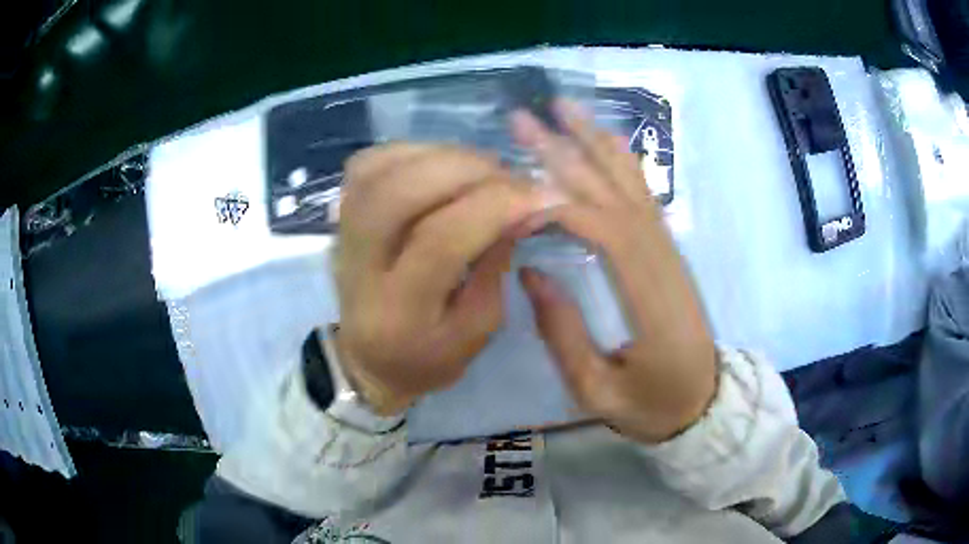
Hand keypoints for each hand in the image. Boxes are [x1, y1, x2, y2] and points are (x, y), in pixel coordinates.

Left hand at [335, 144, 549, 415]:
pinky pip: (371, 162)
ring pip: (382, 168)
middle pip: (400, 192)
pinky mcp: (340, 214)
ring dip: (442, 156)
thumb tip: (522, 207)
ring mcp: (342, 232)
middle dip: (467, 170)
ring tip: (482, 170)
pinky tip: (443, 165)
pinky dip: (413, 152)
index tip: (544, 194)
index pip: (441, 240)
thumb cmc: (428, 357)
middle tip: (510, 178)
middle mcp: (358, 264)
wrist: (368, 359)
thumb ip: (497, 266)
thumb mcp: (478, 330)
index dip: (496, 206)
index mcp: (397, 310)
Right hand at [512, 102, 717, 443]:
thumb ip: (564, 335)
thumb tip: (531, 270)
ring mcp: (669, 252)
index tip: (511, 184)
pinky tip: (605, 140)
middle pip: (614, 194)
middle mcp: (663, 262)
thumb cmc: (651, 406)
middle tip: (523, 119)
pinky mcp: (668, 252)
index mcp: (650, 300)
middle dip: (566, 152)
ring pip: (633, 185)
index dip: (558, 201)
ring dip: (596, 143)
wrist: (703, 404)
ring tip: (563, 108)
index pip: (604, 232)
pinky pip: (645, 197)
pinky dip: (624, 162)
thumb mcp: (598, 393)